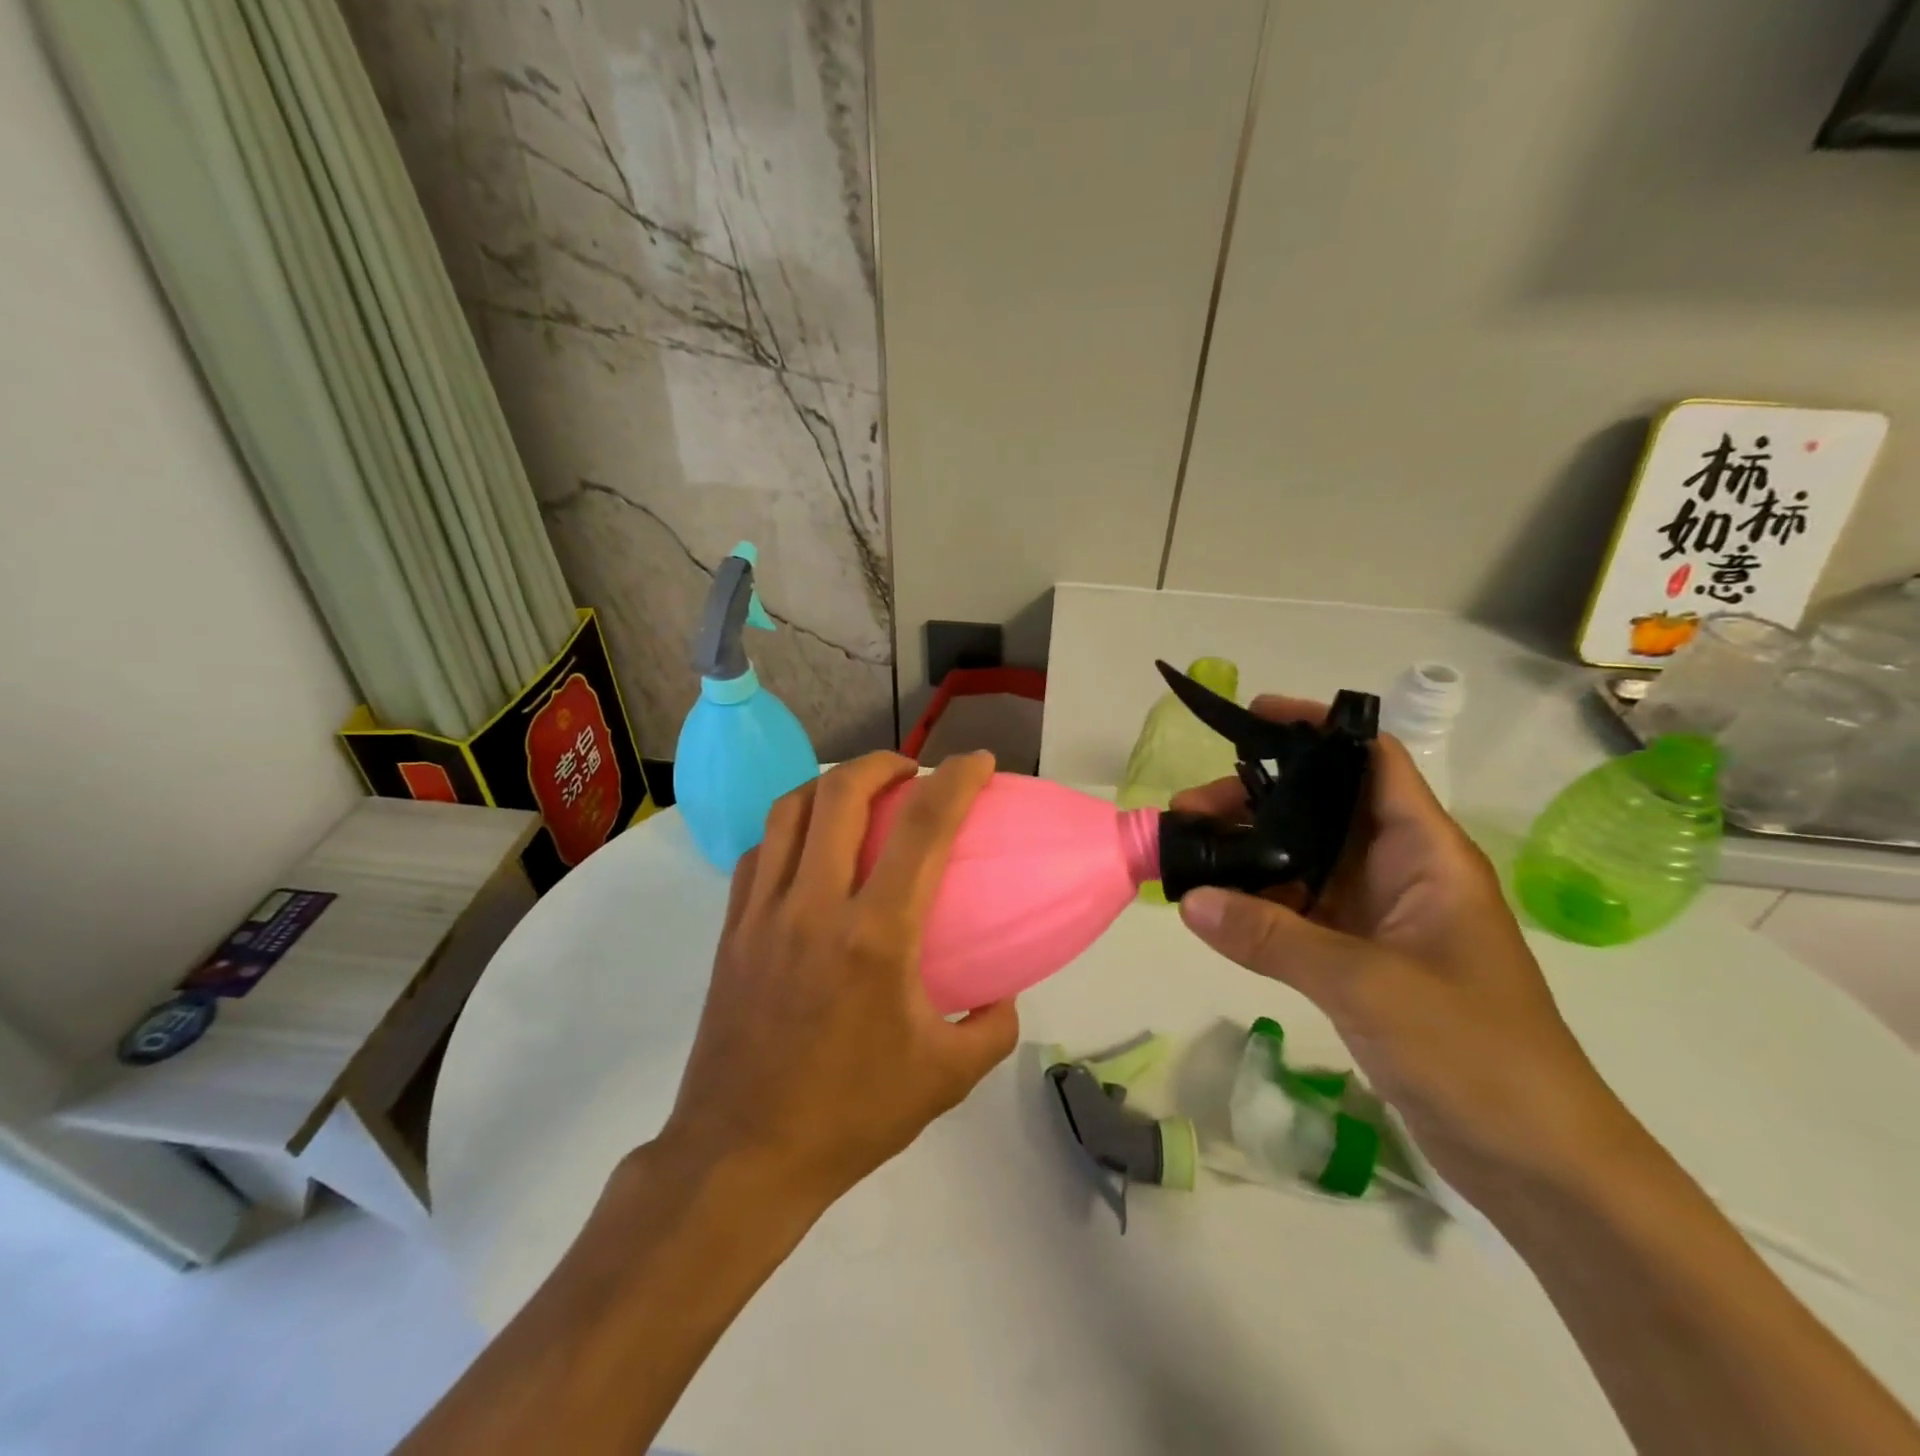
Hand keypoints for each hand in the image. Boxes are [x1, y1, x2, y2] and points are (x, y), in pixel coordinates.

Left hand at [656, 751, 1018, 1212]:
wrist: (742, 1156)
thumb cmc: (851, 1115)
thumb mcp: (945, 1078)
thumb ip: (992, 1028)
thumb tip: (1003, 994)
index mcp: (875, 935)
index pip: (923, 828)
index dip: (957, 780)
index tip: (978, 762)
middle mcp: (814, 905)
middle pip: (841, 792)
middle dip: (882, 762)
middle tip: (910, 771)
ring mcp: (763, 913)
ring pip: (788, 810)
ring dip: (829, 785)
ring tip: (857, 794)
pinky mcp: (731, 930)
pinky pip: (759, 851)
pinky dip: (790, 829)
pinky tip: (808, 850)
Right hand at [1173, 698, 1638, 1204]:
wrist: (1539, 1162)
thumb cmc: (1477, 1054)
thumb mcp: (1369, 986)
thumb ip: (1274, 937)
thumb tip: (1189, 900)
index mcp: (1425, 854)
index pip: (1373, 761)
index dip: (1318, 730)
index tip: (1252, 719)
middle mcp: (1400, 872)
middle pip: (1320, 808)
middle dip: (1255, 799)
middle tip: (1187, 810)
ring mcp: (1379, 917)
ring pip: (1303, 860)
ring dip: (1249, 853)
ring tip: (1186, 853)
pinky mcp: (1361, 959)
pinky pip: (1298, 912)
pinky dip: (1256, 903)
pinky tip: (1211, 907)